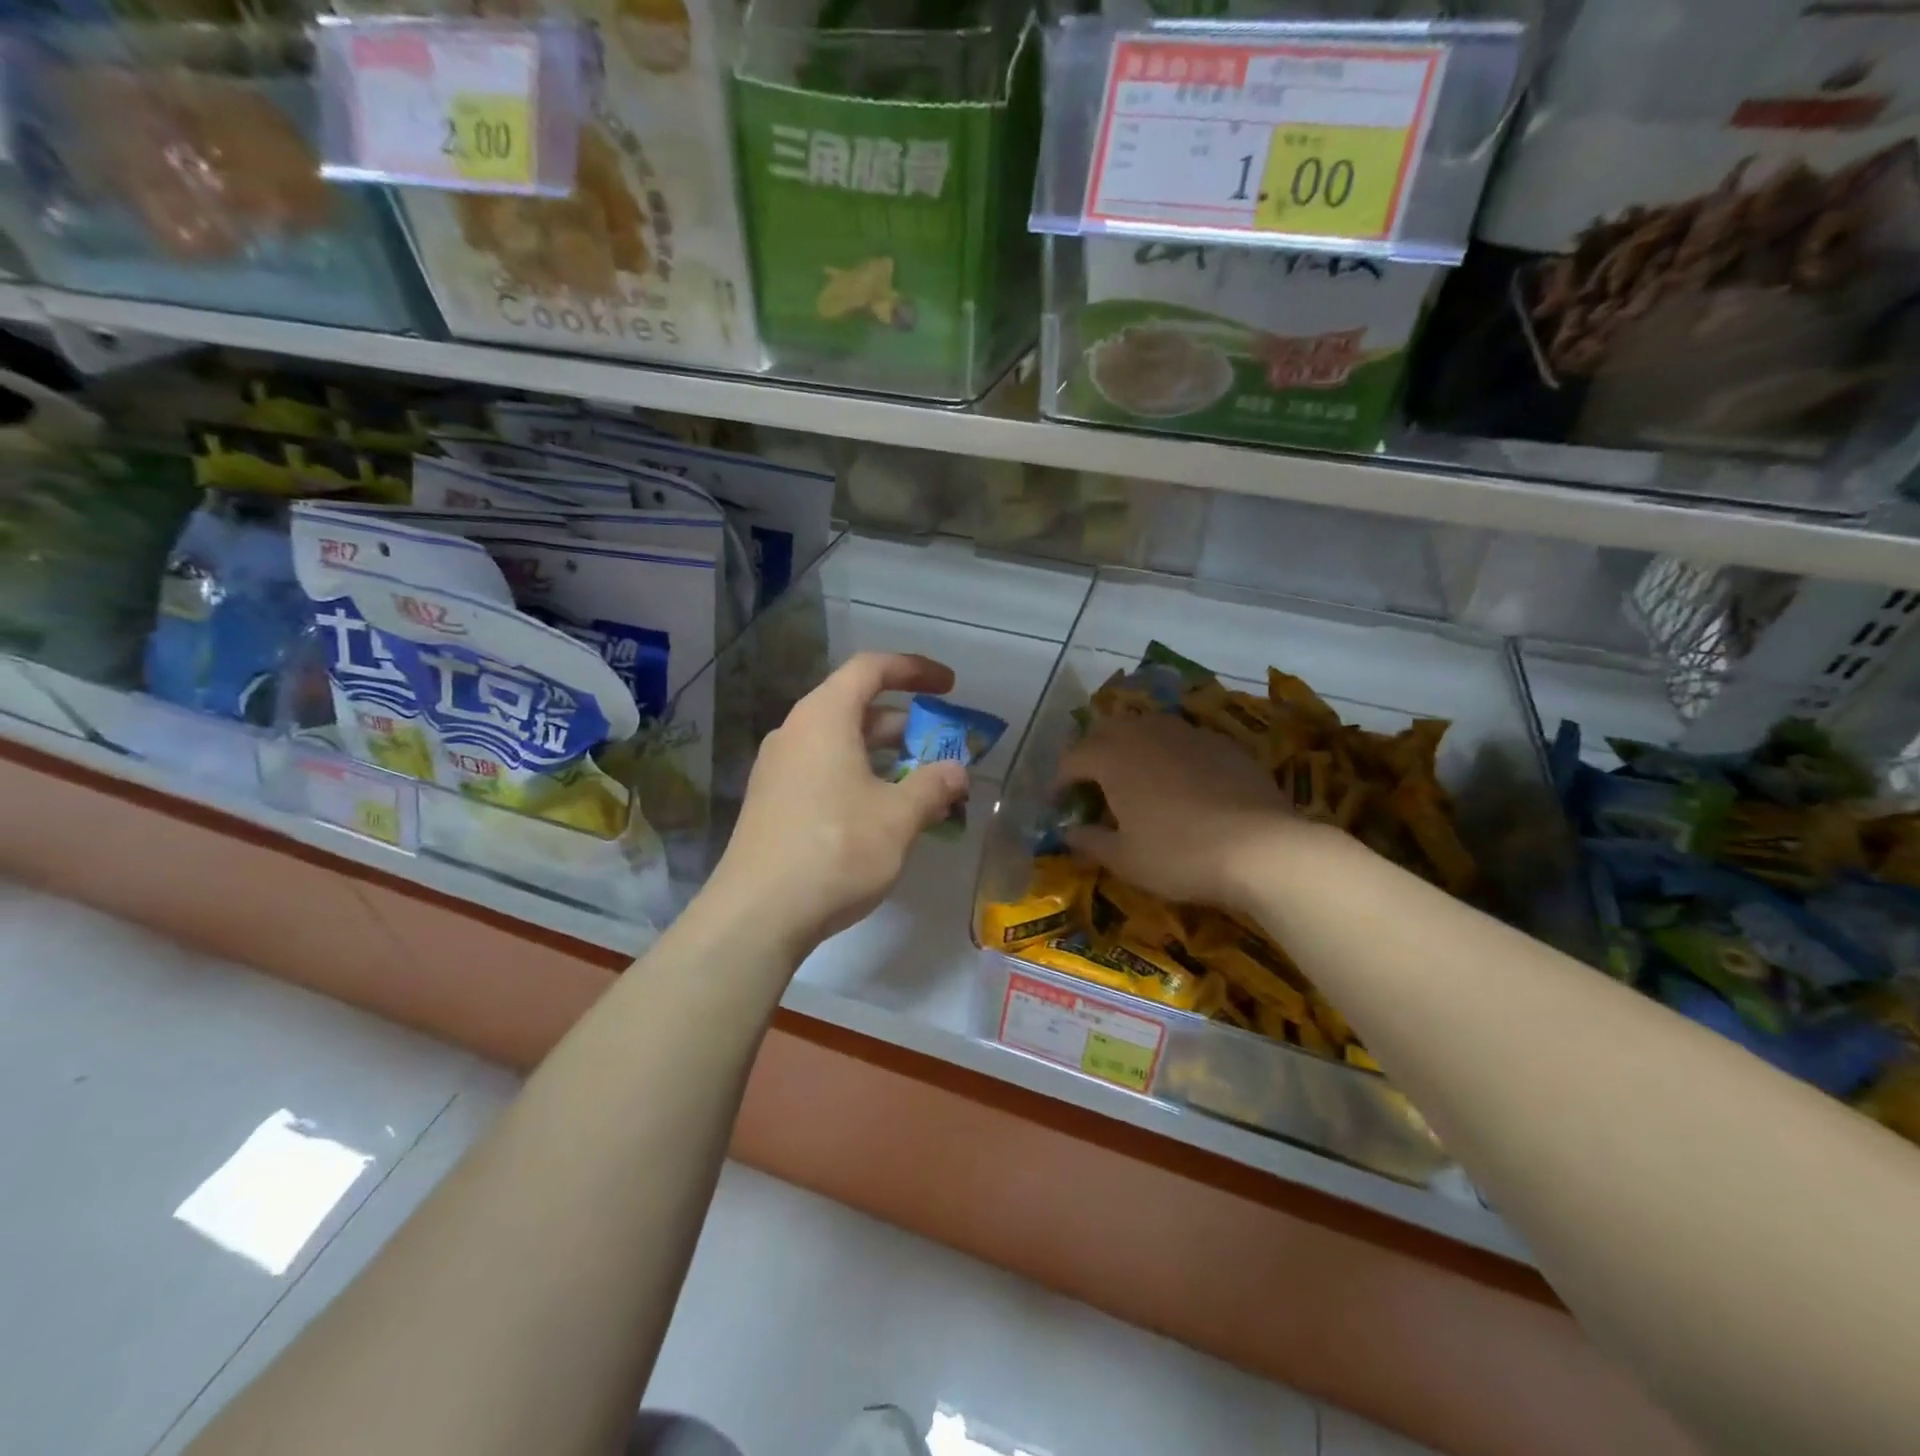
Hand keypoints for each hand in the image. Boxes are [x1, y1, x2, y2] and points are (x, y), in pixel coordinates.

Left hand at [706, 651, 969, 961]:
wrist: (758, 914)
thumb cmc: (835, 850)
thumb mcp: (898, 817)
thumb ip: (933, 786)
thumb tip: (958, 771)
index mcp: (824, 718)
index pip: (870, 668)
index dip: (914, 669)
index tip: (949, 686)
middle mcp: (796, 733)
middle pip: (856, 707)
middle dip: (905, 724)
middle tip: (942, 748)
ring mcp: (779, 769)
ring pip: (841, 744)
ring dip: (885, 757)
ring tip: (922, 786)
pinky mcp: (773, 802)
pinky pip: (824, 772)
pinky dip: (860, 778)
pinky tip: (884, 815)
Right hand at [1055, 712, 1303, 911]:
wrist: (1261, 847)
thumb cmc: (1178, 854)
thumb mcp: (1124, 859)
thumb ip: (1090, 841)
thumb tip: (1068, 833)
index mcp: (1112, 757)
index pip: (1071, 758)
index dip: (1060, 781)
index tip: (1058, 804)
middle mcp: (1145, 733)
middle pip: (1107, 731)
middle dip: (1092, 754)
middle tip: (1092, 784)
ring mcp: (1187, 733)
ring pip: (1147, 728)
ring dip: (1131, 747)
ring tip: (1134, 776)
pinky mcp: (1222, 743)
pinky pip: (1183, 740)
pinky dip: (1170, 754)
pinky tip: (1181, 781)